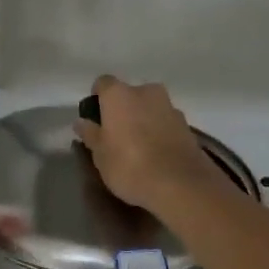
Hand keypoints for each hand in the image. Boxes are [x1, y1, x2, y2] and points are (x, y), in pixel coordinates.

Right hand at [73, 75, 233, 222]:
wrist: (181, 184)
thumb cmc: (130, 166)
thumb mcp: (100, 155)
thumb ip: (90, 135)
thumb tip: (81, 122)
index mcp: (119, 94)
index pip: (102, 83)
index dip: (97, 99)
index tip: (96, 119)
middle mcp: (145, 91)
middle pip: (129, 94)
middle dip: (122, 110)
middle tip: (116, 135)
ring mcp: (169, 105)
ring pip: (149, 107)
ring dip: (143, 119)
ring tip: (139, 147)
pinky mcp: (187, 124)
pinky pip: (165, 121)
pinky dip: (160, 130)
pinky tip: (157, 153)